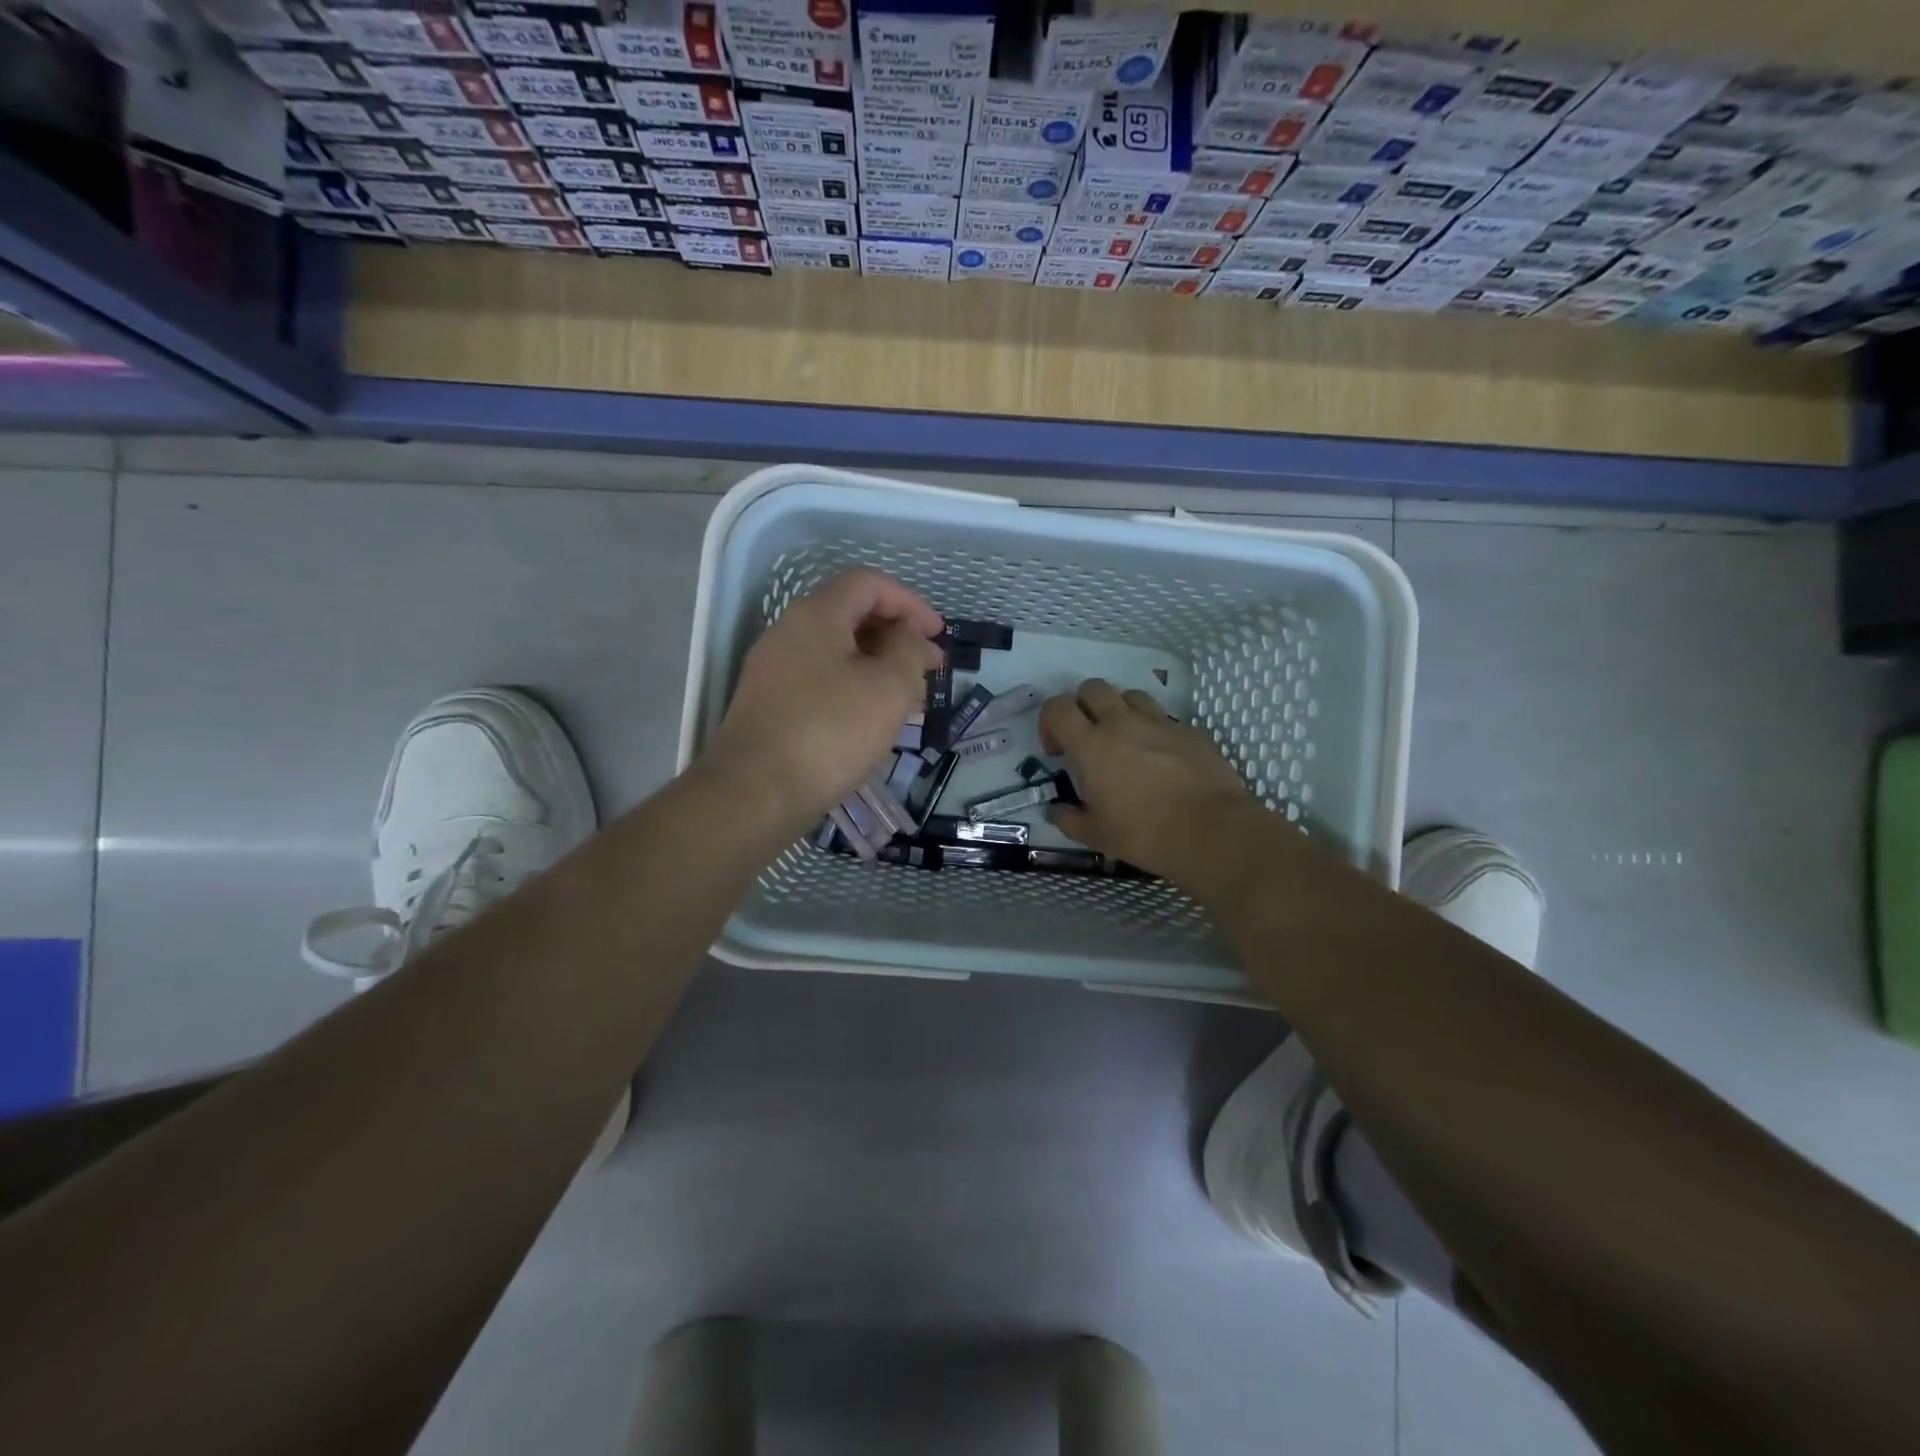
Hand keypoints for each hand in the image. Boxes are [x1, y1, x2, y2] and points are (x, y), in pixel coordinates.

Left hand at [705, 568, 942, 832]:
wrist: (755, 794)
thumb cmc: (830, 732)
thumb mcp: (889, 688)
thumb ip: (908, 650)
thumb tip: (907, 636)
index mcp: (816, 614)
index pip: (869, 584)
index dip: (910, 603)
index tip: (939, 636)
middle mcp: (789, 632)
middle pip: (852, 615)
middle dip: (897, 637)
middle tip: (930, 669)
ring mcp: (775, 669)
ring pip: (838, 652)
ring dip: (879, 666)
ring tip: (910, 700)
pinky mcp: (770, 704)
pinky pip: (822, 680)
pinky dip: (854, 688)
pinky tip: (873, 721)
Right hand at [1040, 679, 1254, 880]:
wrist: (1210, 830)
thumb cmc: (1144, 834)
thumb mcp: (1095, 835)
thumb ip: (1069, 819)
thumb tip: (1056, 811)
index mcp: (1091, 745)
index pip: (1057, 707)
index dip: (1050, 723)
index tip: (1058, 752)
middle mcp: (1122, 723)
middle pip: (1092, 688)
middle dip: (1083, 707)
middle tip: (1088, 739)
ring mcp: (1159, 722)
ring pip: (1129, 695)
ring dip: (1119, 711)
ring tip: (1125, 741)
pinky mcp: (1189, 730)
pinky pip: (1163, 717)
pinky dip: (1153, 730)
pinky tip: (1160, 758)